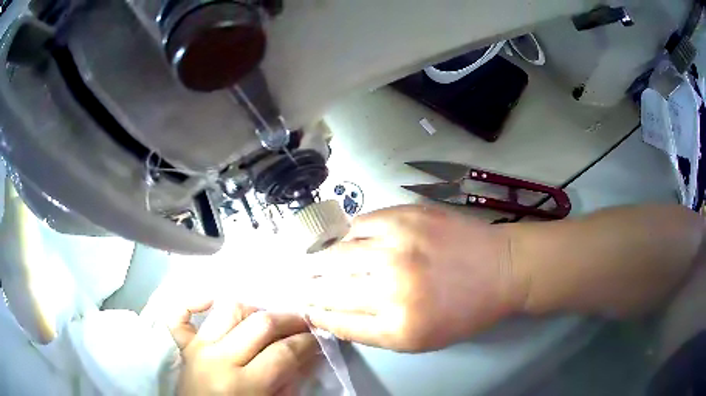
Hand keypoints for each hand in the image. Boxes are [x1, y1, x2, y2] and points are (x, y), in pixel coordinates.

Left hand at [165, 299, 319, 395]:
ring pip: (228, 310)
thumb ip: (291, 380)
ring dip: (254, 309)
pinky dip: (193, 302)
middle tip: (303, 322)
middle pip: (260, 324)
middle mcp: (218, 360)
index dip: (306, 341)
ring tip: (268, 318)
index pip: (283, 352)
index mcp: (244, 385)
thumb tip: (310, 353)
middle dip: (289, 319)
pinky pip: (180, 316)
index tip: (317, 337)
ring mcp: (197, 349)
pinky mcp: (183, 345)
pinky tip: (209, 300)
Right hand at [303, 205, 527, 351]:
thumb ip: (371, 330)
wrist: (501, 268)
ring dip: (320, 260)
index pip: (337, 320)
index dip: (315, 313)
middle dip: (309, 286)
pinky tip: (344, 240)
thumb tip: (330, 314)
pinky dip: (346, 234)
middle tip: (300, 283)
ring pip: (337, 253)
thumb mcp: (419, 340)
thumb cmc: (464, 310)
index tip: (305, 308)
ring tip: (311, 262)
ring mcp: (399, 246)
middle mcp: (393, 286)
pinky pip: (359, 224)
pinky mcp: (406, 216)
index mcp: (398, 327)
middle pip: (329, 286)